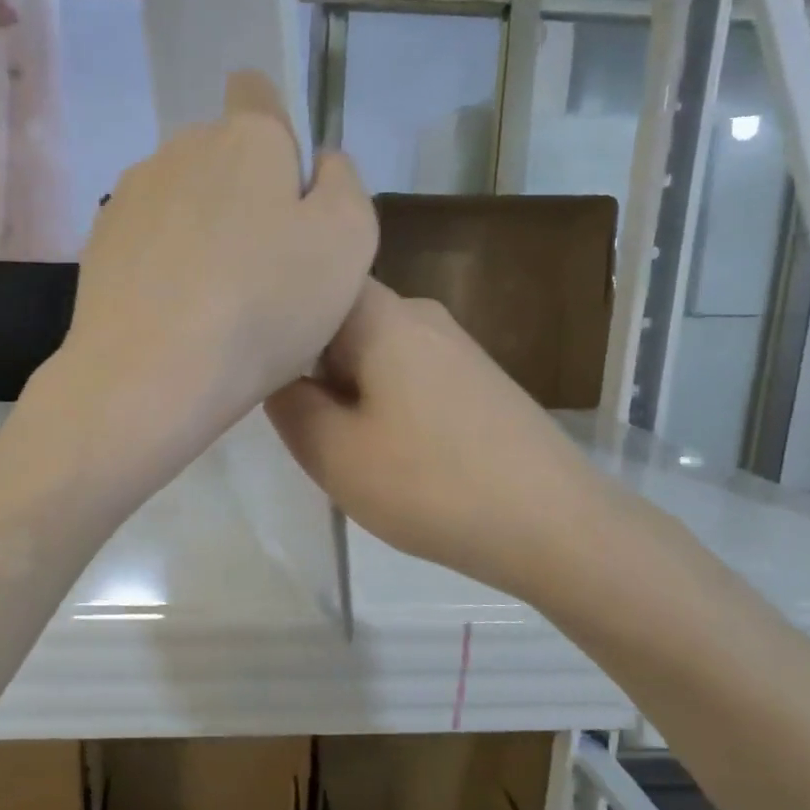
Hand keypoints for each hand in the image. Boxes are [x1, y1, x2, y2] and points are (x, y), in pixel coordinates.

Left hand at [29, 71, 375, 488]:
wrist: (149, 376)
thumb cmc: (263, 308)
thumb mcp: (347, 244)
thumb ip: (343, 185)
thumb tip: (320, 163)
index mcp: (247, 138)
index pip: (257, 91)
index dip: (276, 129)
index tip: (284, 188)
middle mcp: (181, 148)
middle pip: (221, 155)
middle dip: (244, 193)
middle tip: (263, 266)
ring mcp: (131, 196)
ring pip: (181, 198)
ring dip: (201, 229)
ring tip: (214, 298)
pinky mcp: (99, 243)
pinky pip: (146, 237)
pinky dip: (163, 261)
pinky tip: (174, 311)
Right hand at [266, 279, 604, 600]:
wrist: (554, 526)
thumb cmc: (430, 484)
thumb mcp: (332, 452)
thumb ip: (286, 404)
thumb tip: (276, 375)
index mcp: (383, 316)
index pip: (312, 283)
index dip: (278, 317)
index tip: (256, 361)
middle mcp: (422, 314)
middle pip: (342, 319)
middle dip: (311, 364)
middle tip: (300, 420)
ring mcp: (456, 346)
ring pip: (374, 351)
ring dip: (347, 388)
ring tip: (344, 442)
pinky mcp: (477, 379)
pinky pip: (408, 374)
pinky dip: (384, 402)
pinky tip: (393, 450)